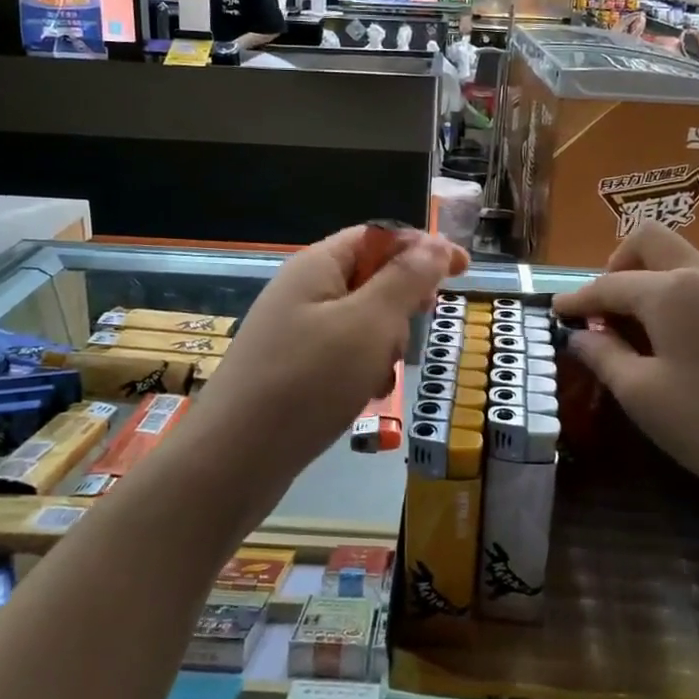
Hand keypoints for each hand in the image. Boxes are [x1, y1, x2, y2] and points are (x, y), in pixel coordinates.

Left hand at [195, 226, 467, 487]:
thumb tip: (437, 245)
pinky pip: (340, 355)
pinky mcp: (291, 370)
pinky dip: (361, 369)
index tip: (464, 269)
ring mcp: (293, 332)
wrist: (233, 461)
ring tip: (380, 374)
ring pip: (360, 322)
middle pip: (370, 277)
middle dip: (401, 303)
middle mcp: (302, 291)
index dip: (422, 247)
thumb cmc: (308, 381)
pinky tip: (362, 396)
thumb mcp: (369, 324)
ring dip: (383, 343)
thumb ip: (406, 280)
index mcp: (317, 265)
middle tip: (421, 324)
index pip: (378, 237)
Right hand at [552, 222, 698, 511]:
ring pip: (678, 261)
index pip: (609, 284)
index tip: (555, 312)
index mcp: (670, 291)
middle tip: (604, 310)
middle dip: (616, 266)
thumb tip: (582, 335)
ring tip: (633, 331)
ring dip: (646, 281)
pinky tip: (672, 341)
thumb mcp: (643, 395)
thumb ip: (604, 356)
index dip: (577, 299)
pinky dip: (674, 296)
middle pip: (649, 241)